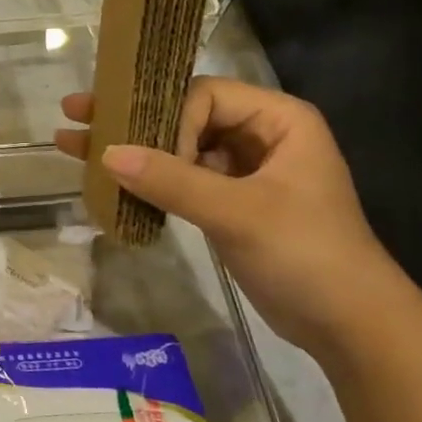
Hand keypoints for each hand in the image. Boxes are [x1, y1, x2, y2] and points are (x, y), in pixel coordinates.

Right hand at [56, 78, 406, 358]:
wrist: (349, 325)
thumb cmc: (306, 254)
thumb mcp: (237, 213)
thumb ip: (172, 180)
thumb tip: (106, 153)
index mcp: (278, 120)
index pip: (205, 96)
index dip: (167, 116)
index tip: (141, 151)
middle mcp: (259, 136)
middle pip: (184, 115)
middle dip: (130, 118)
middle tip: (76, 111)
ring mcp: (242, 171)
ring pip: (177, 148)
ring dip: (131, 149)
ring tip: (72, 142)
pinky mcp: (227, 203)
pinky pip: (180, 180)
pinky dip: (147, 181)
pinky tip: (106, 180)